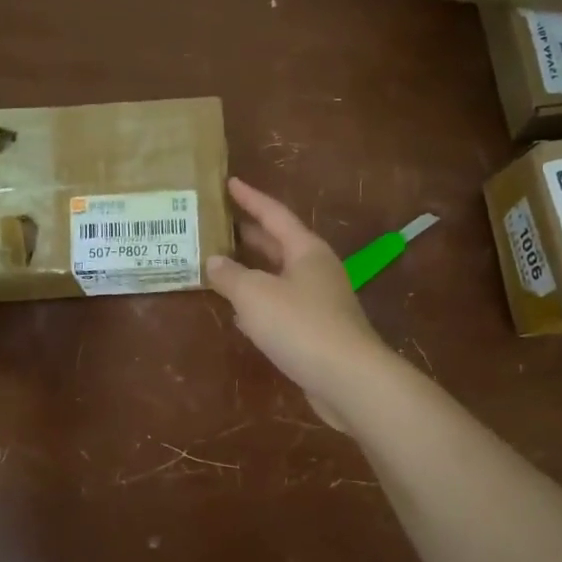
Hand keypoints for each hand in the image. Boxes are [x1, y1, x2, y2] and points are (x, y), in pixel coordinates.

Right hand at [206, 178, 396, 432]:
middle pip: (278, 244)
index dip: (250, 198)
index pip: (274, 214)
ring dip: (252, 270)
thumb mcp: (255, 295)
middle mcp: (316, 270)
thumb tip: (214, 261)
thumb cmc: (300, 325)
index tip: (229, 182)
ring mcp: (319, 301)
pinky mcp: (317, 331)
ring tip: (221, 264)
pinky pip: (282, 306)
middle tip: (219, 224)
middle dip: (249, 234)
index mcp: (306, 250)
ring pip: (279, 277)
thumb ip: (230, 275)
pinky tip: (240, 313)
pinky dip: (259, 303)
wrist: (348, 379)